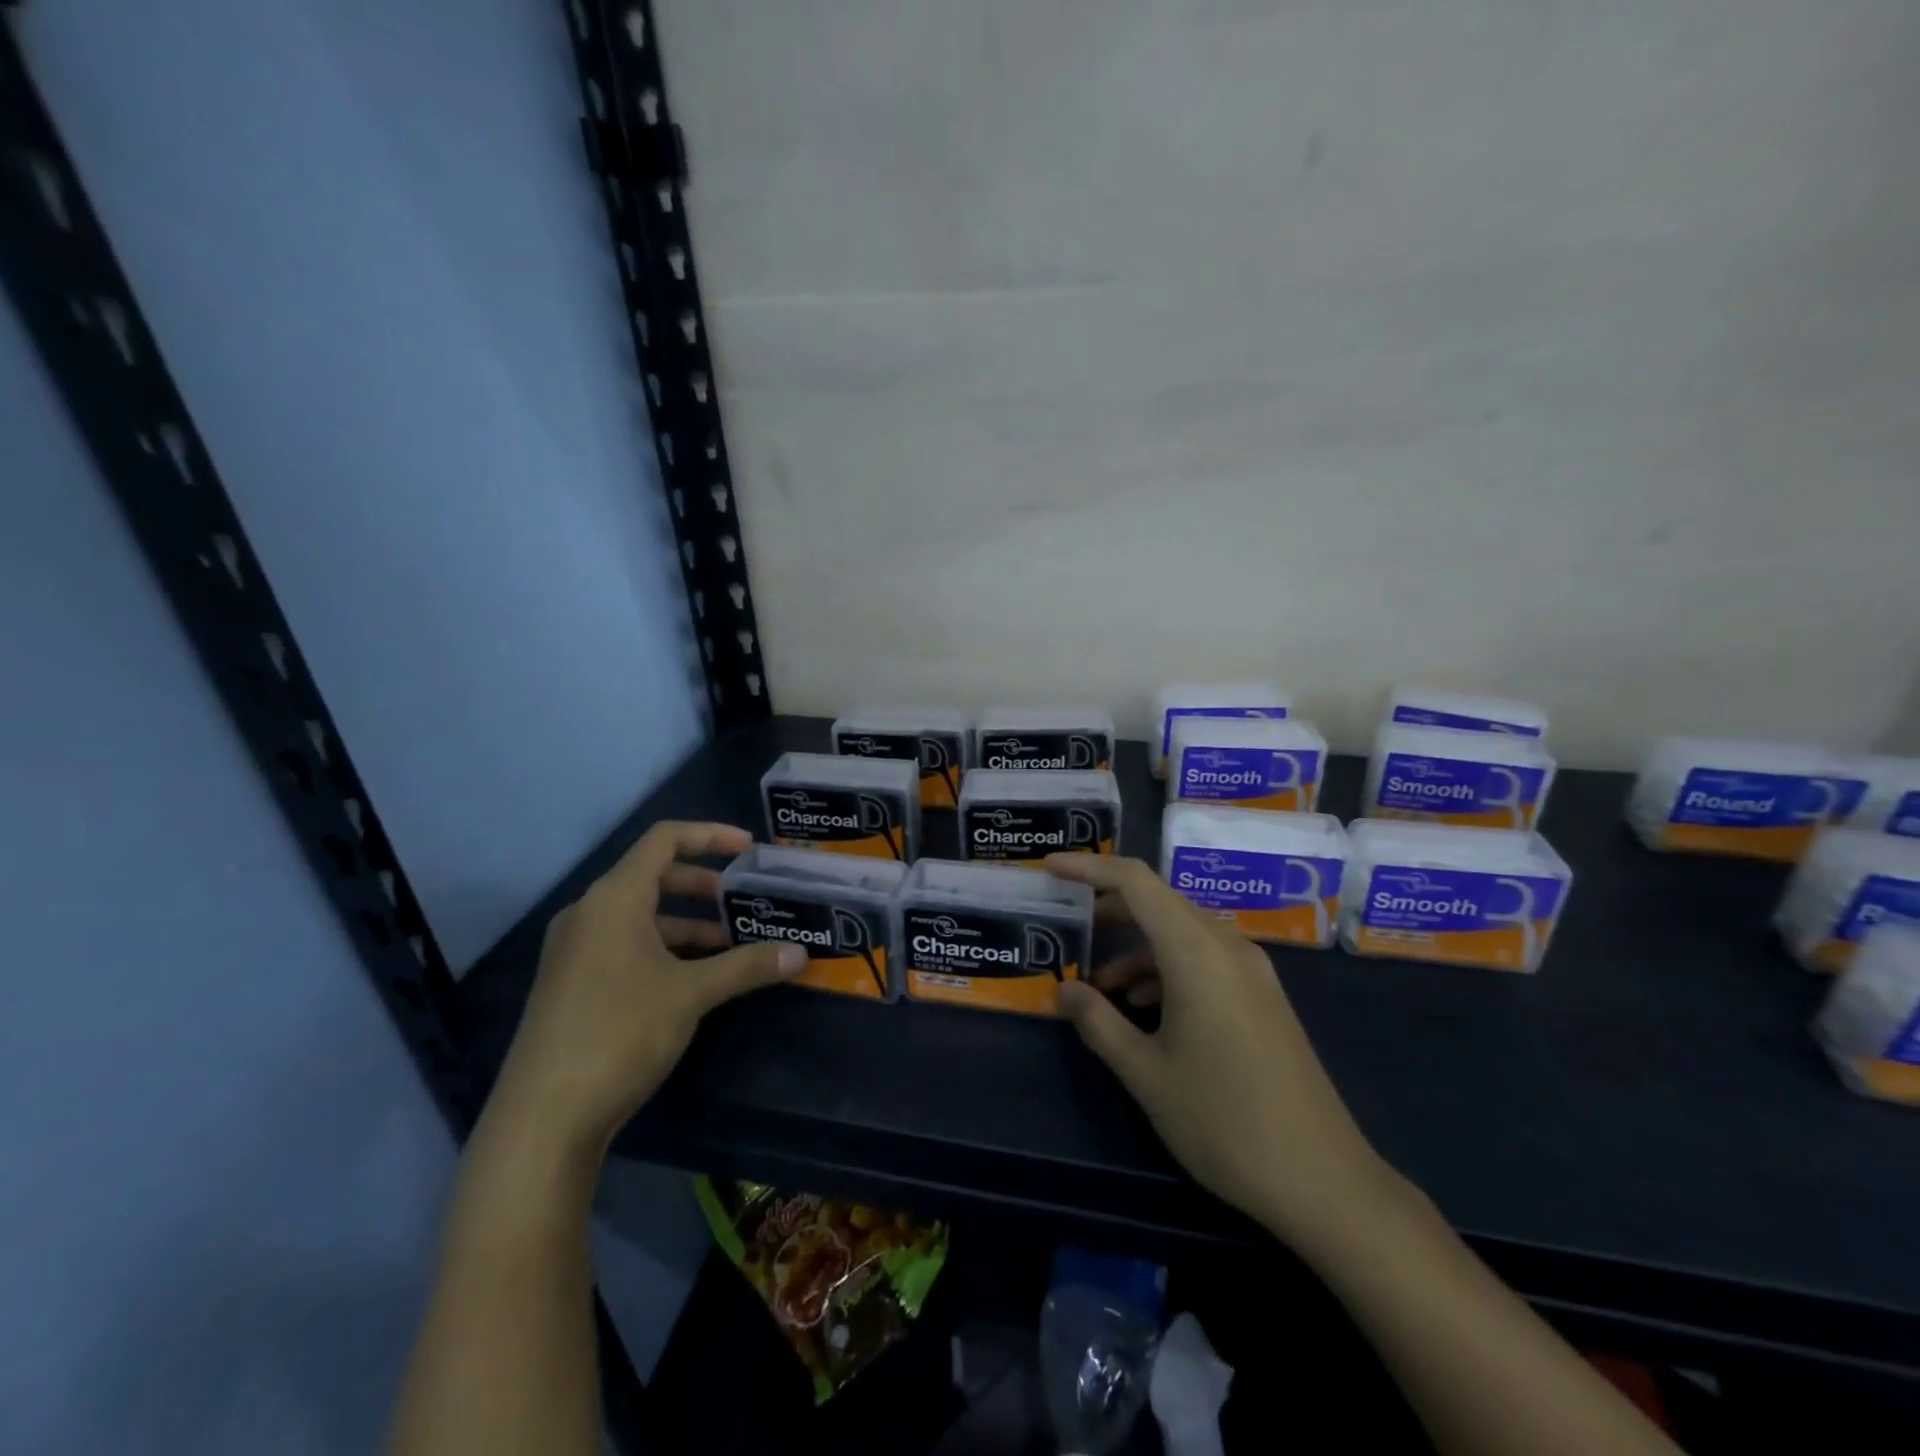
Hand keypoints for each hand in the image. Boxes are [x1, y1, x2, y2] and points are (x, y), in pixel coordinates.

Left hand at [492, 822, 803, 1154]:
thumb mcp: (692, 994)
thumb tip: (800, 955)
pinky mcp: (573, 983)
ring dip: (688, 922)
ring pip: (642, 916)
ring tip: (731, 942)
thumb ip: (747, 966)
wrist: (543, 1118)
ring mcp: (576, 950)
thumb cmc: (620, 1033)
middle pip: (653, 876)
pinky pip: (627, 945)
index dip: (709, 835)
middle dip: (703, 884)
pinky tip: (696, 978)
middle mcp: (589, 914)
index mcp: (613, 899)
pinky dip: (665, 948)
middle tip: (744, 899)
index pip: (664, 840)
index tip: (749, 849)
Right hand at [1047, 854, 1399, 1249]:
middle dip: (1109, 911)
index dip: (1089, 866)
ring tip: (1100, 990)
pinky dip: (1166, 970)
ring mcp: (1252, 971)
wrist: (1324, 1182)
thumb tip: (1063, 991)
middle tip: (1068, 929)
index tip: (1050, 868)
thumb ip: (1098, 1022)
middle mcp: (1228, 947)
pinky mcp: (1263, 996)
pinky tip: (1146, 1011)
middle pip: (1159, 902)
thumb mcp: (1146, 1074)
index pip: (1135, 881)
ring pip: (1181, 933)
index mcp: (1197, 952)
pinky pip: (1205, 959)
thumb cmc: (1224, 1122)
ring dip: (1137, 949)